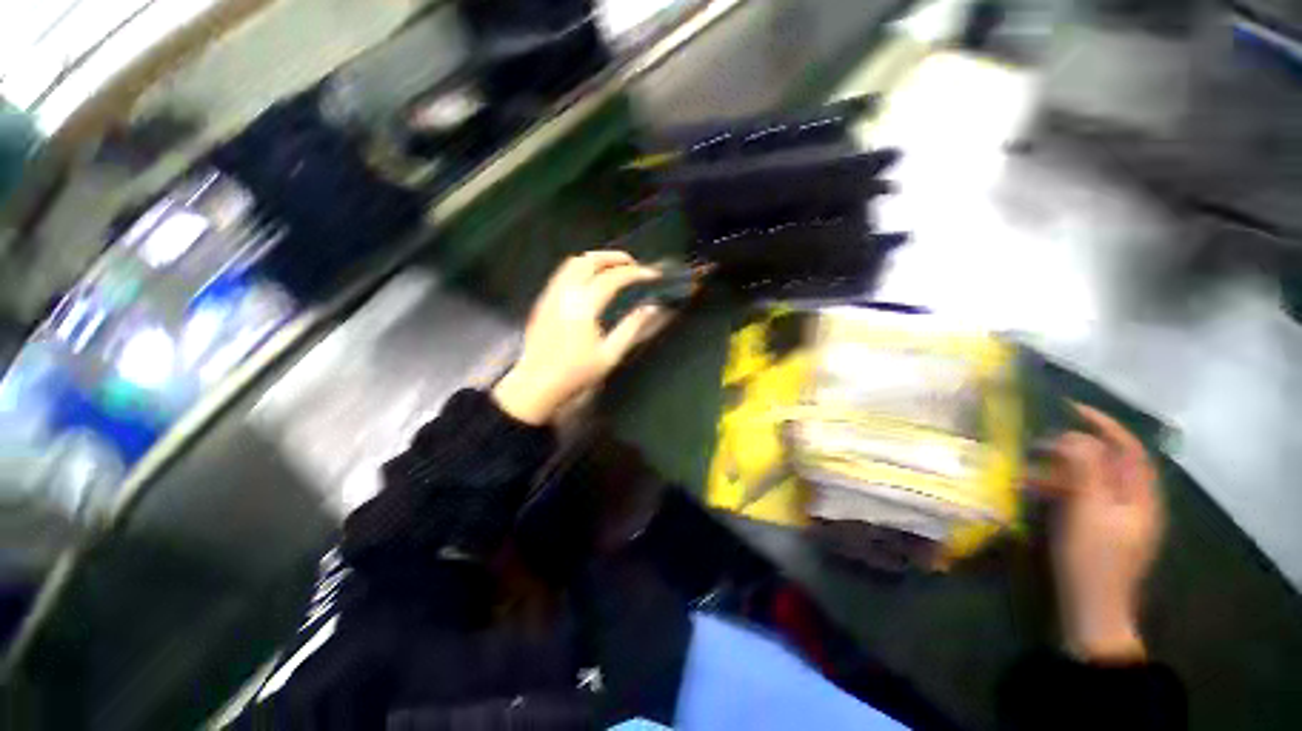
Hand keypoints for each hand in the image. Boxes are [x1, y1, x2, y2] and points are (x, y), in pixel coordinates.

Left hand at [491, 251, 668, 424]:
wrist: (536, 385)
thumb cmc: (574, 374)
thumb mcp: (610, 355)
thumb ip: (632, 328)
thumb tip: (651, 309)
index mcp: (583, 306)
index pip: (613, 278)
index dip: (635, 273)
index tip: (651, 274)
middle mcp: (564, 294)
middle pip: (589, 260)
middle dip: (614, 257)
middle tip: (632, 264)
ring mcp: (550, 296)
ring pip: (572, 263)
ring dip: (596, 259)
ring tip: (613, 268)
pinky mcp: (543, 302)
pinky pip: (562, 274)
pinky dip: (581, 269)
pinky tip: (590, 281)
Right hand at [1030, 404, 1162, 662]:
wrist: (1091, 609)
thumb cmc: (1093, 559)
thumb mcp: (1088, 511)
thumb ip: (1086, 470)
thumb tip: (1076, 435)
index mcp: (1141, 497)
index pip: (1129, 448)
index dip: (1104, 424)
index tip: (1070, 408)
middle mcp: (1134, 502)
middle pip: (1109, 462)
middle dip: (1075, 448)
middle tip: (1039, 443)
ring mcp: (1117, 518)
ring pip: (1092, 480)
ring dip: (1062, 469)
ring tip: (1029, 468)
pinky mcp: (1098, 529)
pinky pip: (1081, 497)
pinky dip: (1059, 488)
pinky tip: (1035, 490)